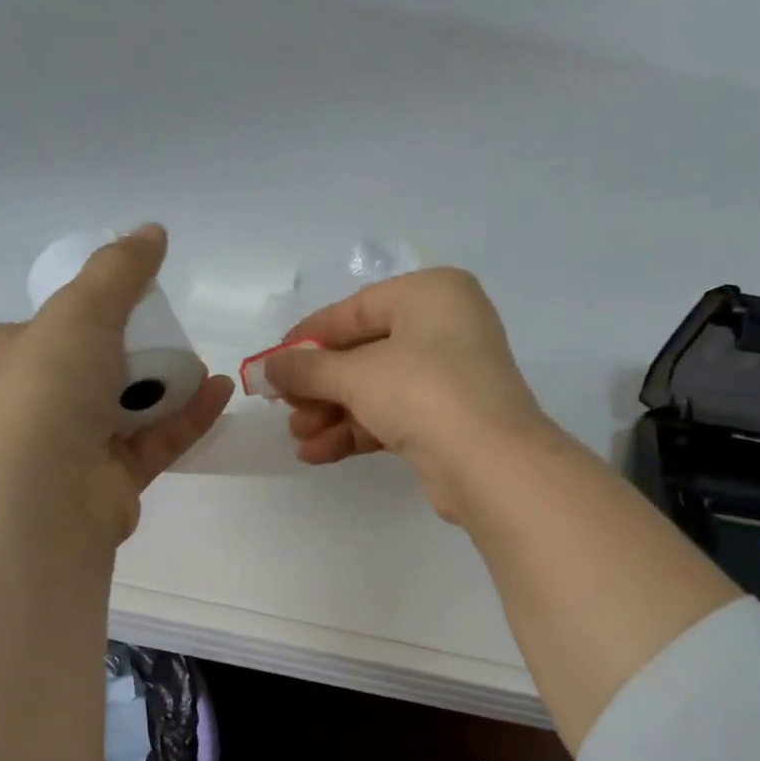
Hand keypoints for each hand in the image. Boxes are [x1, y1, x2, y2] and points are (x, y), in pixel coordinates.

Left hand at [0, 224, 232, 543]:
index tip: (129, 300)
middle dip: (136, 349)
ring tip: (206, 362)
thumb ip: (120, 271)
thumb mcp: (81, 311)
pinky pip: (155, 440)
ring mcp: (74, 444)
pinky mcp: (112, 479)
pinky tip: (217, 393)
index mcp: (8, 355)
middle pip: (94, 365)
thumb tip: (152, 230)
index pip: (47, 325)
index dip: (86, 309)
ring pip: (128, 406)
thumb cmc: (48, 391)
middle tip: (173, 331)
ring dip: (167, 384)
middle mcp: (36, 400)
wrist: (45, 496)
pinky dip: (185, 417)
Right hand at [262, 268, 557, 520]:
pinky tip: (318, 453)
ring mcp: (449, 377)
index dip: (309, 338)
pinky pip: (391, 416)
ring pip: (375, 389)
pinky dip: (355, 431)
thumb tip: (269, 368)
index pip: (355, 310)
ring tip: (298, 437)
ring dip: (332, 414)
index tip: (272, 364)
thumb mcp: (356, 375)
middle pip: (363, 352)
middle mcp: (444, 328)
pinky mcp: (447, 420)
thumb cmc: (423, 394)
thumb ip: (307, 369)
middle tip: (284, 408)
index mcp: (430, 294)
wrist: (491, 465)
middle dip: (319, 386)